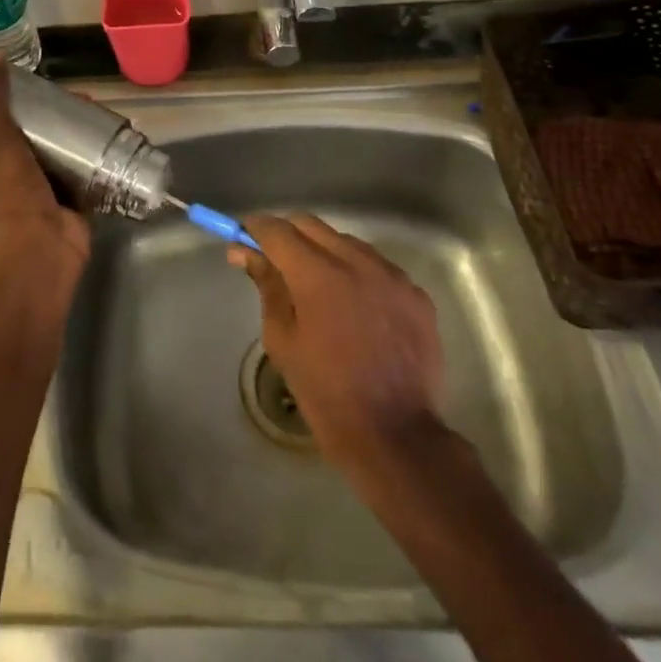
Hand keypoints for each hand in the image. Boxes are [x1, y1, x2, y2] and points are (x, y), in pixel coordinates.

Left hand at [0, 56, 89, 286]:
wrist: (42, 248)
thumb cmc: (8, 193)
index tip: (14, 81)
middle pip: (18, 133)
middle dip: (40, 112)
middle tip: (62, 91)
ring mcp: (32, 189)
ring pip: (48, 148)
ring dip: (67, 128)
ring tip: (88, 103)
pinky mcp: (64, 198)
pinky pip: (75, 167)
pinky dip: (88, 150)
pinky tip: (105, 128)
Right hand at [232, 213, 447, 475]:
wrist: (396, 436)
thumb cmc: (326, 392)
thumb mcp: (283, 340)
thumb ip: (267, 286)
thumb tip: (245, 251)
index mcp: (318, 275)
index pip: (278, 230)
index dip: (256, 229)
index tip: (244, 237)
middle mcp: (358, 262)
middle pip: (312, 226)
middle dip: (288, 235)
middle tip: (275, 261)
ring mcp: (393, 276)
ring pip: (347, 242)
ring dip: (325, 251)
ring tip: (318, 287)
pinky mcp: (416, 294)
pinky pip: (378, 267)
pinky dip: (359, 274)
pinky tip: (355, 307)